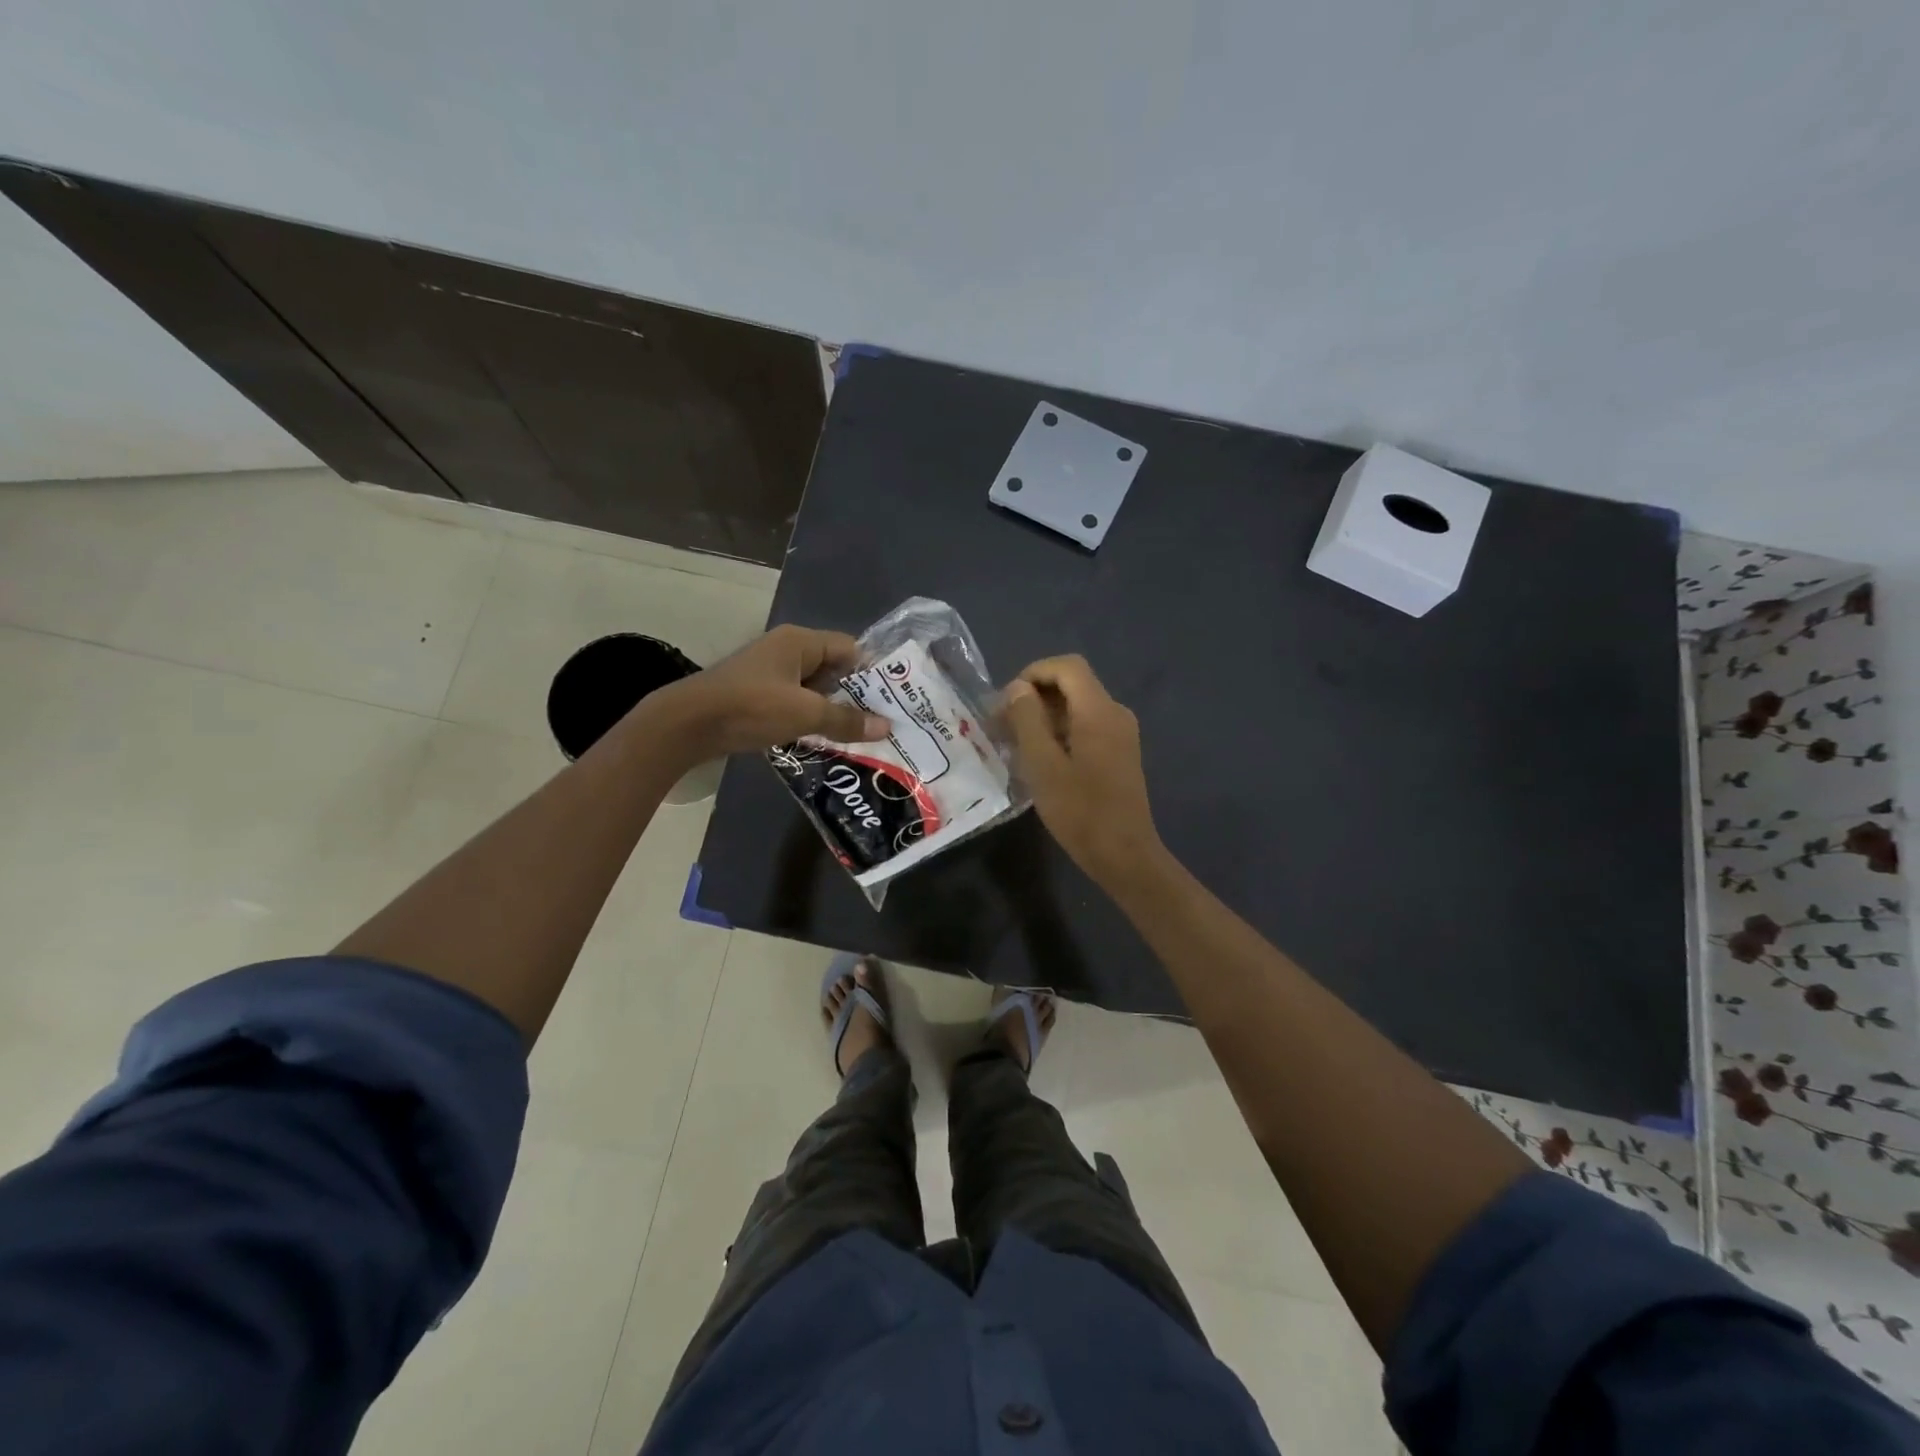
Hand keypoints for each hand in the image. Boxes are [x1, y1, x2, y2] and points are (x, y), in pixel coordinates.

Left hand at [649, 625, 888, 760]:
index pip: (850, 649)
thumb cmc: (751, 708)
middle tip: (882, 721)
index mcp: (800, 642)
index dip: (873, 673)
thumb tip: (885, 727)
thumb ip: (846, 720)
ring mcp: (769, 672)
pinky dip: (809, 718)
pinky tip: (823, 740)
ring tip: (860, 735)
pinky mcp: (756, 694)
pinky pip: (794, 702)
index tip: (894, 699)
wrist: (687, 724)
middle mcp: (786, 650)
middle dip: (855, 695)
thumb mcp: (805, 714)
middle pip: (833, 668)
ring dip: (832, 710)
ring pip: (813, 688)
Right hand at [1002, 655, 1165, 890]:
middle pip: (1072, 684)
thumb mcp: (1042, 765)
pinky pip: (1086, 726)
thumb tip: (1019, 688)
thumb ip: (1028, 719)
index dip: (1033, 673)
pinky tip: (1040, 759)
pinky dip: (1060, 731)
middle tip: (1003, 725)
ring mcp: (1121, 733)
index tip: (1006, 701)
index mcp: (1099, 710)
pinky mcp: (1120, 752)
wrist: (1124, 854)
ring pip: (1078, 706)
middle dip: (1035, 696)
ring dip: (1045, 716)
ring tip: (1015, 744)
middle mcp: (1115, 713)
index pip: (1066, 667)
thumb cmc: (1080, 811)